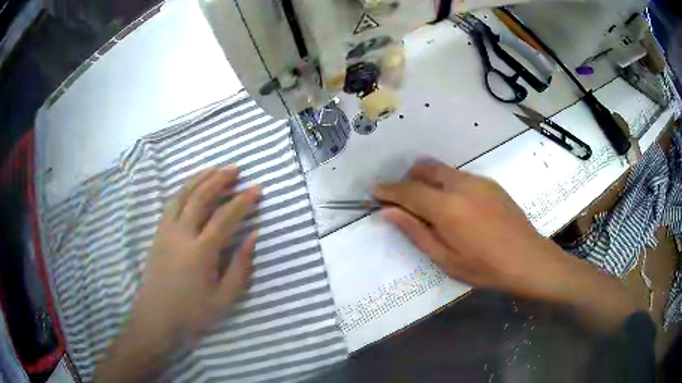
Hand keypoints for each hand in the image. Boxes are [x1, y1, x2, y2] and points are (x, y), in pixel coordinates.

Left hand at [95, 166, 260, 382]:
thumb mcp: (224, 298)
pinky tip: (192, 187)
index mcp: (200, 252)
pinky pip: (171, 203)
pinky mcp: (158, 233)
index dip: (243, 201)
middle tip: (236, 169)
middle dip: (220, 179)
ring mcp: (166, 231)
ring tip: (215, 169)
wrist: (155, 318)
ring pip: (182, 195)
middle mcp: (181, 234)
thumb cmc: (192, 313)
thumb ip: (241, 267)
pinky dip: (184, 189)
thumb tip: (253, 236)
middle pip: (200, 197)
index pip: (225, 217)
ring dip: (200, 178)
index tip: (257, 188)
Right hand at [375, 163, 639, 331]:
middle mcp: (461, 184)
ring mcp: (479, 181)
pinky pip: (460, 176)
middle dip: (408, 180)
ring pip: (443, 170)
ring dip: (428, 181)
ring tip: (431, 207)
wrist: (529, 260)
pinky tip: (457, 208)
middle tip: (404, 202)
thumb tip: (387, 212)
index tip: (375, 193)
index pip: (408, 190)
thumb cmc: (485, 268)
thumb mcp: (445, 259)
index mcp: (447, 207)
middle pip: (425, 169)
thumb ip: (415, 232)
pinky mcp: (491, 183)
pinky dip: (447, 184)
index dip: (389, 190)